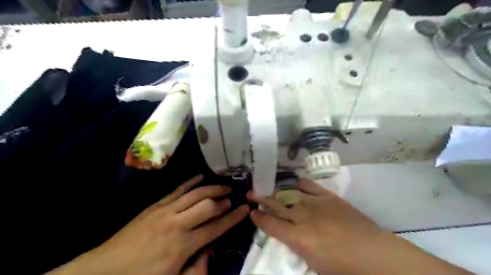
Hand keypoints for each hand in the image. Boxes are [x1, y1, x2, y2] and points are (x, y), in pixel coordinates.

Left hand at [52, 175, 250, 274]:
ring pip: (195, 193)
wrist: (103, 270)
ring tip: (223, 185)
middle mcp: (177, 223)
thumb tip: (210, 250)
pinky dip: (190, 182)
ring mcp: (165, 211)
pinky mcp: (155, 205)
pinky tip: (200, 176)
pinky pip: (177, 189)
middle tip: (231, 198)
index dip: (233, 217)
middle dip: (223, 201)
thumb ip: (196, 269)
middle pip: (207, 206)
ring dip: (211, 188)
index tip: (245, 209)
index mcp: (183, 245)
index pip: (216, 227)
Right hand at [248, 178, 473, 274]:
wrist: (374, 253)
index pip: (270, 224)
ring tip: (269, 190)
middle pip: (277, 205)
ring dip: (278, 192)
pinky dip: (302, 183)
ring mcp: (316, 204)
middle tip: (251, 194)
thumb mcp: (314, 264)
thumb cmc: (344, 268)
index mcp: (297, 237)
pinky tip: (296, 182)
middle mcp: (302, 217)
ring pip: (290, 194)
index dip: (259, 218)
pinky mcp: (329, 197)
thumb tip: (287, 235)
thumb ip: (296, 246)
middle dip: (261, 199)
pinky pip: (311, 186)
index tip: (251, 212)